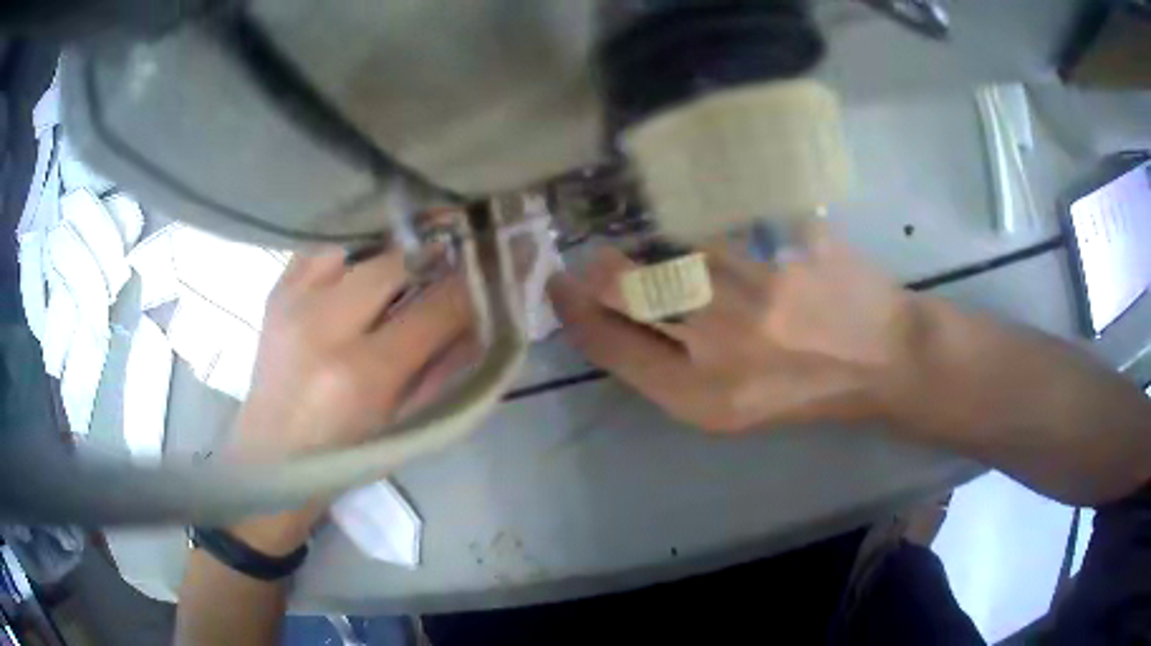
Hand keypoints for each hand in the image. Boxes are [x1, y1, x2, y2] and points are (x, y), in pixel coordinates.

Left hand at [229, 248, 474, 462]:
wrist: (272, 457)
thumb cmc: (346, 455)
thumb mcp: (405, 421)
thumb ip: (448, 364)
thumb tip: (487, 312)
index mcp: (362, 374)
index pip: (437, 308)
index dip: (477, 279)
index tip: (506, 255)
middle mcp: (323, 327)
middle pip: (397, 262)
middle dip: (437, 253)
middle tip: (460, 249)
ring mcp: (293, 302)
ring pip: (358, 245)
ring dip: (391, 250)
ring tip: (409, 259)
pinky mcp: (275, 292)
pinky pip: (322, 248)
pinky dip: (350, 251)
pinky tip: (362, 266)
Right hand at [548, 224, 916, 432]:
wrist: (882, 355)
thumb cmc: (804, 392)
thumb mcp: (731, 409)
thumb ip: (669, 369)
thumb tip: (612, 319)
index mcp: (704, 395)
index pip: (611, 345)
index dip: (575, 313)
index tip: (559, 289)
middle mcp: (722, 339)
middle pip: (628, 288)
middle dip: (597, 271)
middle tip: (591, 261)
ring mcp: (756, 283)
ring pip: (671, 247)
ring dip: (653, 247)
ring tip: (667, 255)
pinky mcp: (785, 241)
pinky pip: (721, 221)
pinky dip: (702, 225)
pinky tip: (714, 236)